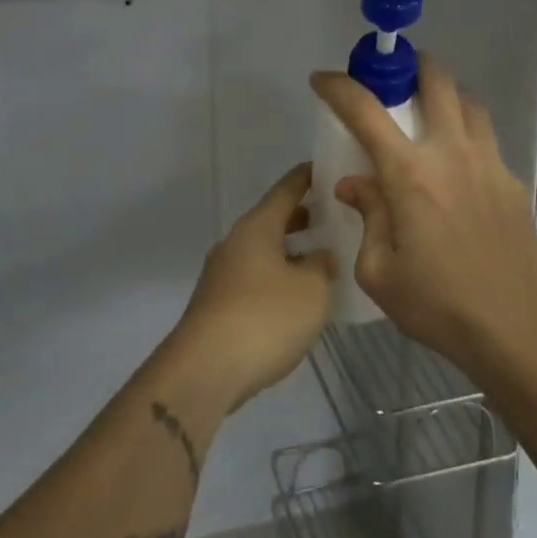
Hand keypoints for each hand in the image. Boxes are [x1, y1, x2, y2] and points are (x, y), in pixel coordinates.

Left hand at [174, 163, 334, 410]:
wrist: (204, 371)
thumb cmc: (265, 318)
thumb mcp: (312, 289)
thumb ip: (322, 265)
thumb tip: (321, 254)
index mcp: (257, 227)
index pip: (286, 190)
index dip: (307, 178)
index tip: (326, 167)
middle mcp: (235, 243)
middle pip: (271, 220)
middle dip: (301, 216)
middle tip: (332, 215)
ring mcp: (221, 274)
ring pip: (261, 250)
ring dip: (288, 250)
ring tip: (319, 258)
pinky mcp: (216, 305)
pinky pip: (253, 277)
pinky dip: (276, 276)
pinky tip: (294, 296)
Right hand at [310, 57, 536, 380]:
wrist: (514, 328)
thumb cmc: (437, 304)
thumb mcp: (379, 271)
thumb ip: (368, 215)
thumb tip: (355, 183)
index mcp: (410, 175)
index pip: (366, 112)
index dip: (339, 87)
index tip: (322, 79)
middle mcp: (452, 154)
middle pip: (437, 82)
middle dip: (412, 66)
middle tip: (395, 78)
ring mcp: (489, 164)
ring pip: (470, 103)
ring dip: (446, 95)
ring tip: (429, 115)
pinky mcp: (513, 182)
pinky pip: (487, 141)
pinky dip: (466, 137)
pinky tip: (457, 172)